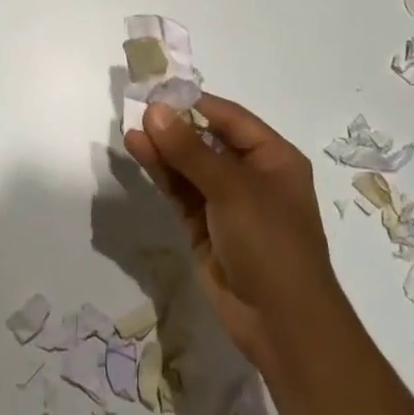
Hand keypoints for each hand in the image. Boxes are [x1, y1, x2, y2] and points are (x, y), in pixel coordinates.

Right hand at [124, 94, 343, 374]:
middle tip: (137, 109)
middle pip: (207, 139)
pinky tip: (140, 152)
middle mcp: (251, 175)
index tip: (158, 92)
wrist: (282, 323)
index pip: (230, 118)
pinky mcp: (205, 227)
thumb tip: (155, 111)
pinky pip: (180, 191)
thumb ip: (190, 150)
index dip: (194, 103)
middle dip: (175, 126)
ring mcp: (226, 203)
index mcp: (273, 158)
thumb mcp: (232, 189)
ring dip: (163, 149)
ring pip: (190, 166)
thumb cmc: (270, 242)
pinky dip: (161, 173)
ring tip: (131, 130)